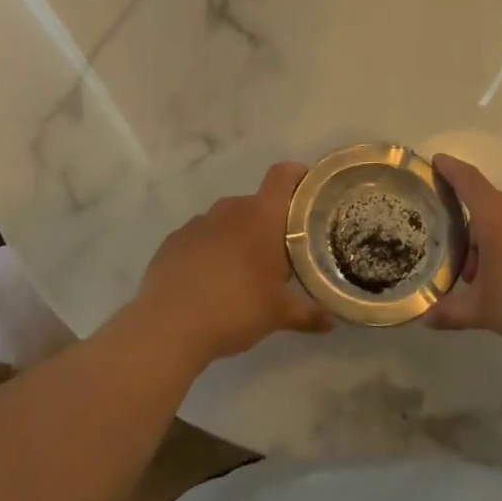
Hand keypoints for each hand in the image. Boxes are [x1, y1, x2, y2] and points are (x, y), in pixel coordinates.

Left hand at [131, 161, 331, 367]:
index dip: (297, 175)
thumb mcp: (278, 314)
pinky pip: (200, 238)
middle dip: (268, 224)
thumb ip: (308, 314)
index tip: (307, 189)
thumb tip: (332, 323)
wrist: (170, 325)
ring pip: (226, 221)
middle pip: (256, 204)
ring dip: (236, 238)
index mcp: (262, 217)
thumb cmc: (236, 309)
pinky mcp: (173, 240)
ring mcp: (198, 222)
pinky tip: (207, 282)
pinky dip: (208, 251)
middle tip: (277, 255)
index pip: (283, 175)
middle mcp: (230, 209)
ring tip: (240, 272)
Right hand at [426, 154, 501, 358]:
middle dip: (468, 230)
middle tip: (455, 259)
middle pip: (485, 207)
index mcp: (496, 216)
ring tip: (482, 279)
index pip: (468, 181)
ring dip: (490, 243)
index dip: (450, 169)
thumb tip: (425, 318)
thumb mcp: (482, 310)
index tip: (436, 160)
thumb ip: (450, 310)